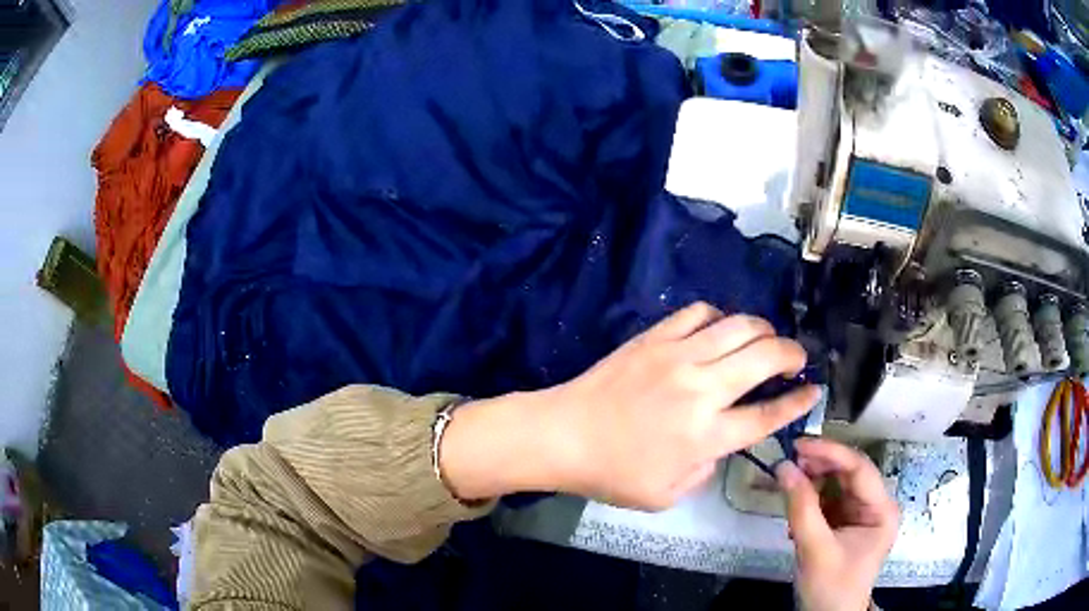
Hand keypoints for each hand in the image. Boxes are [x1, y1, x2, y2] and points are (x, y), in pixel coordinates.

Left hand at [440, 302, 818, 508]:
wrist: (563, 434)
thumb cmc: (613, 473)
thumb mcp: (667, 495)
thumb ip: (707, 468)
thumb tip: (724, 440)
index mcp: (708, 435)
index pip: (769, 414)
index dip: (799, 401)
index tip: (814, 390)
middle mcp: (702, 389)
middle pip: (766, 356)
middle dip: (792, 353)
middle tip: (796, 359)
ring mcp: (678, 356)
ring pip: (740, 325)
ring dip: (763, 329)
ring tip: (765, 341)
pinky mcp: (655, 336)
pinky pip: (700, 312)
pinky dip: (720, 317)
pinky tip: (718, 330)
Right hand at [776, 438, 900, 610]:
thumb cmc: (830, 587)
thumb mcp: (815, 550)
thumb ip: (801, 508)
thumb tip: (782, 467)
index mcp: (881, 509)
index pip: (859, 468)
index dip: (830, 452)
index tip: (798, 445)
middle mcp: (875, 505)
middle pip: (848, 474)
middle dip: (818, 467)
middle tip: (788, 463)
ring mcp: (860, 514)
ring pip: (836, 485)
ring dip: (811, 482)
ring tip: (787, 483)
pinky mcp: (844, 523)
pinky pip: (827, 501)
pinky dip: (809, 500)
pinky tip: (794, 506)